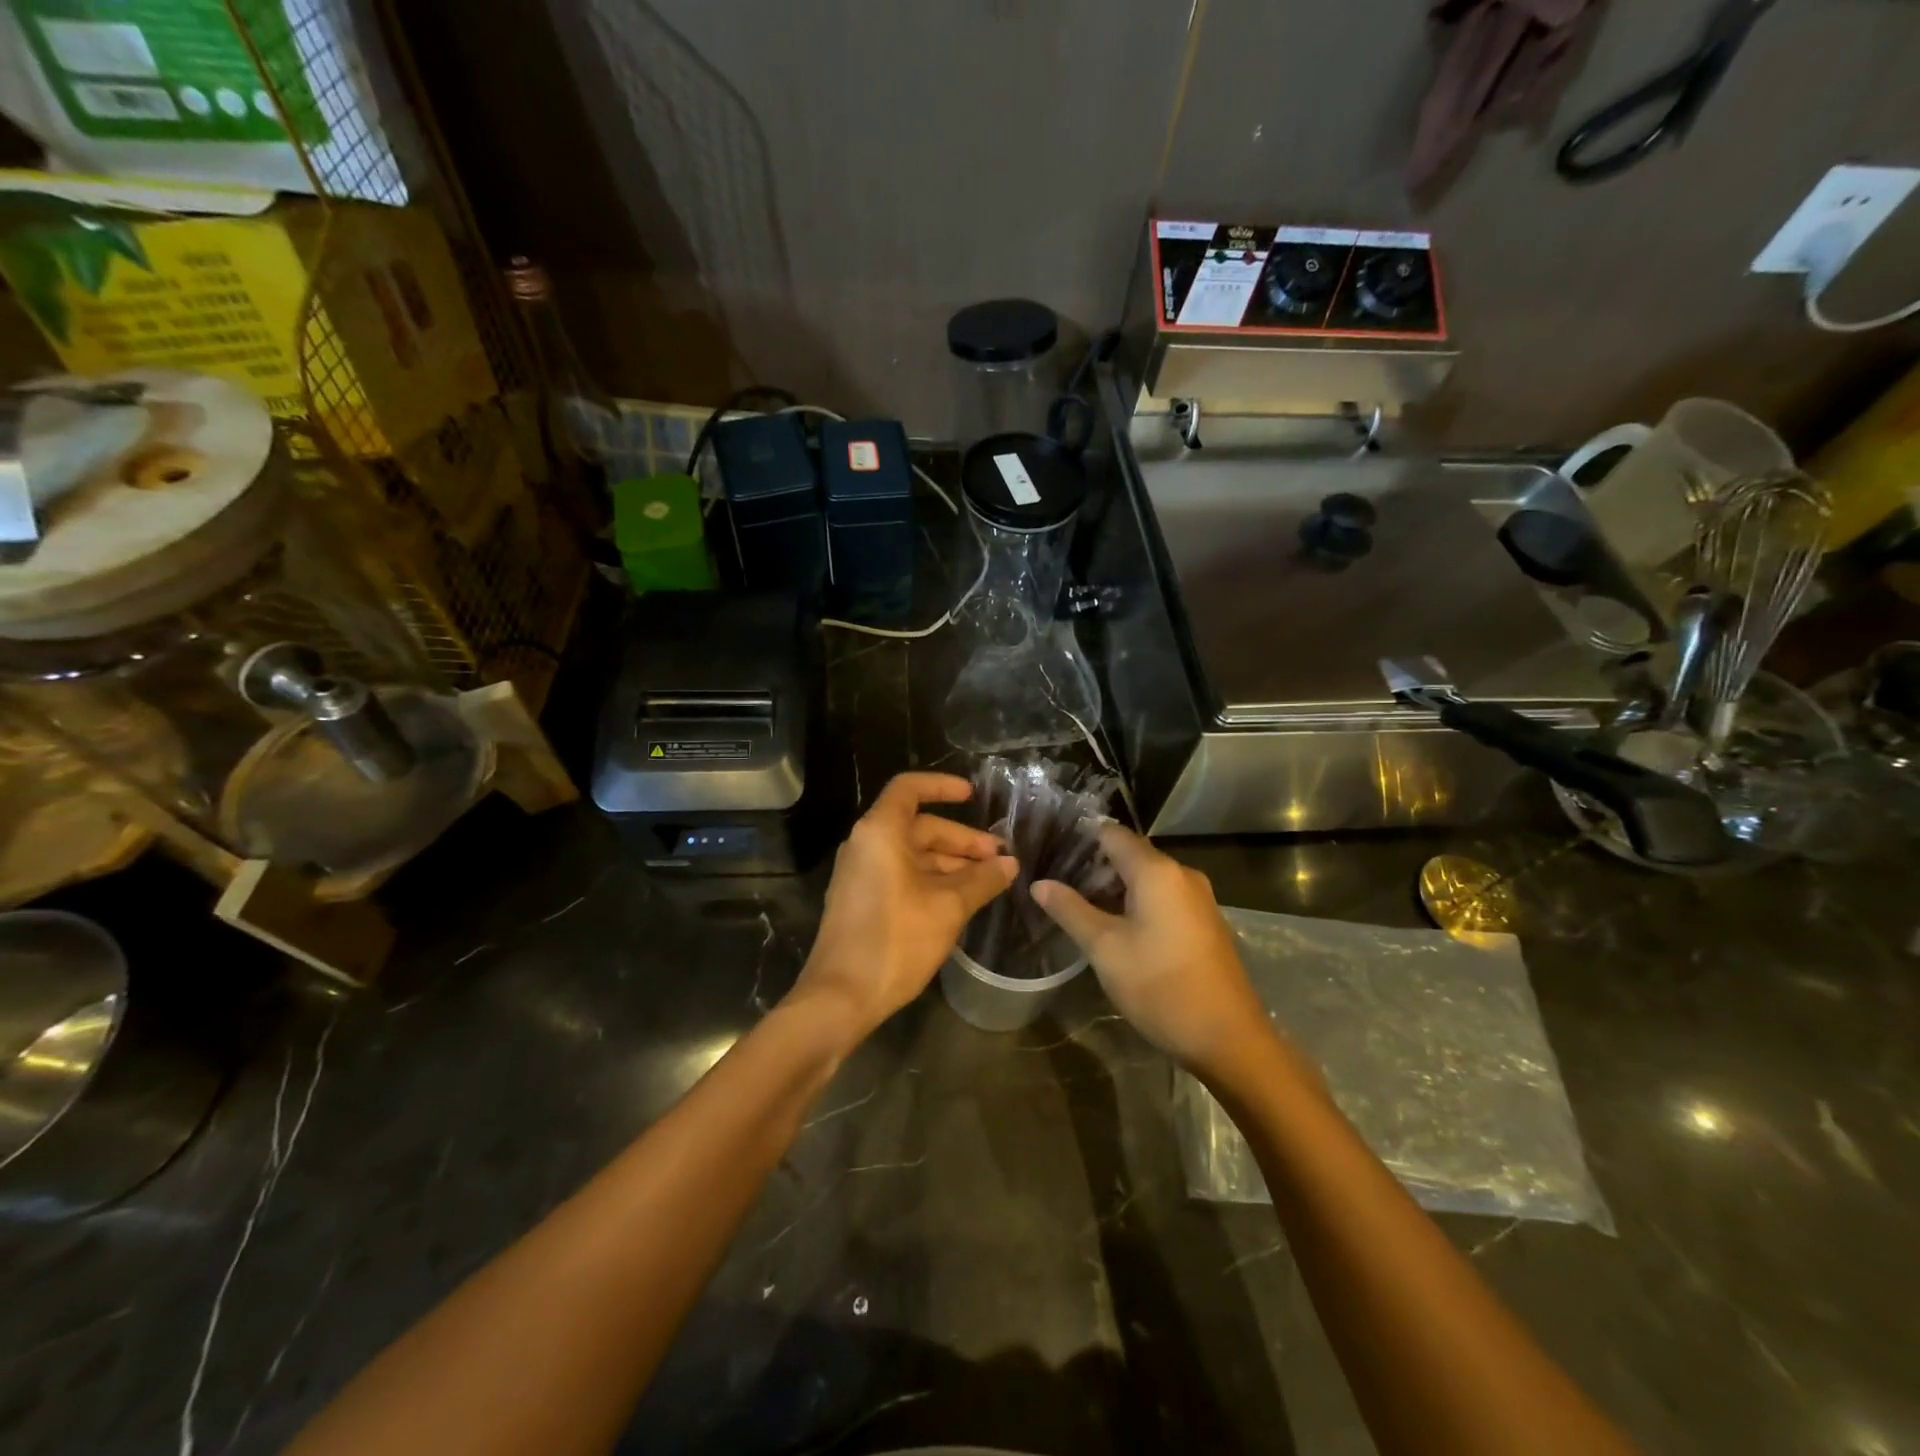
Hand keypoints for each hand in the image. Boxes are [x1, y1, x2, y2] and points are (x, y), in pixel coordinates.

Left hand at [791, 773, 1016, 1041]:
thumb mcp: (948, 908)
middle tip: (999, 858)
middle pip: (918, 826)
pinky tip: (961, 900)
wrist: (840, 997)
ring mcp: (861, 874)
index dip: (942, 786)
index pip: (910, 788)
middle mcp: (866, 845)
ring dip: (951, 863)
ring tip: (989, 882)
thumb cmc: (895, 941)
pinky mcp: (862, 900)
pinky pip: (902, 876)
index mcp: (880, 833)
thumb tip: (1010, 863)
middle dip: (961, 839)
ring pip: (913, 855)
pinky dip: (932, 880)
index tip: (974, 796)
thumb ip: (982, 880)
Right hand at [1033, 825, 1273, 1076]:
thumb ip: (1070, 910)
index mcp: (1157, 872)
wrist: (1228, 1038)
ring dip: (1114, 890)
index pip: (1112, 834)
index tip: (1051, 851)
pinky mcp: (1205, 922)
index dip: (1080, 839)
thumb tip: (1039, 884)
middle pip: (1130, 856)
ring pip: (1147, 879)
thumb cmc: (1160, 986)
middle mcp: (1182, 875)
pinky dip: (1137, 904)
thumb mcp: (1104, 949)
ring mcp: (1198, 899)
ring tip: (1080, 910)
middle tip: (1058, 888)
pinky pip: (1164, 898)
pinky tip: (1117, 930)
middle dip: (1094, 869)